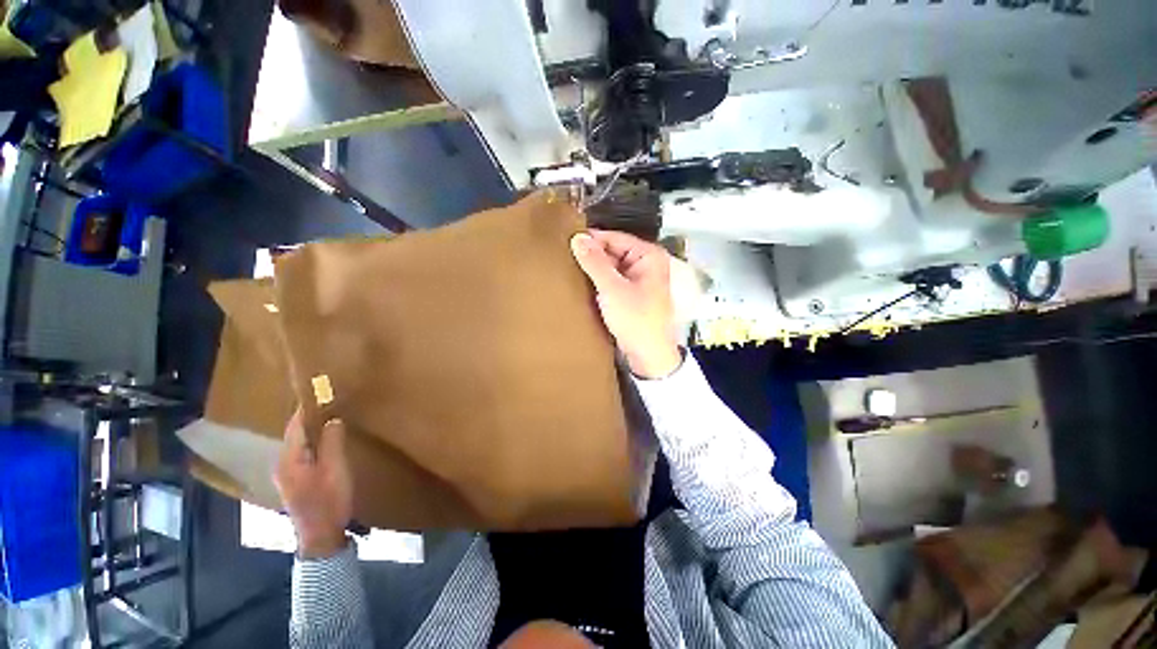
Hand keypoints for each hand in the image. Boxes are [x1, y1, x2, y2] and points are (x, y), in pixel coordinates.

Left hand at [273, 412, 353, 558]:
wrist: (321, 536)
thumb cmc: (328, 500)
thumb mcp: (335, 469)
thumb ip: (332, 442)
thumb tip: (332, 419)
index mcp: (289, 459)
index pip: (295, 426)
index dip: (306, 409)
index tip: (318, 392)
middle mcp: (282, 464)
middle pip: (294, 435)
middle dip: (309, 418)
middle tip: (330, 404)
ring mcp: (287, 475)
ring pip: (298, 445)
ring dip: (312, 431)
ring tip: (331, 419)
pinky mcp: (296, 482)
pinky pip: (303, 454)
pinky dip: (313, 444)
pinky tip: (327, 443)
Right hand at [570, 229, 681, 378]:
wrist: (648, 355)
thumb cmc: (637, 320)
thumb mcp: (612, 289)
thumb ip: (594, 262)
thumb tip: (578, 239)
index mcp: (648, 256)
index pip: (614, 238)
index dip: (591, 239)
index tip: (566, 241)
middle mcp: (645, 264)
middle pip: (612, 251)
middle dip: (591, 255)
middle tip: (564, 257)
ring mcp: (638, 280)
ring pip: (610, 267)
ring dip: (593, 270)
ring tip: (569, 269)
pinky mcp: (630, 294)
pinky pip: (611, 281)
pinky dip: (598, 282)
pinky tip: (582, 284)